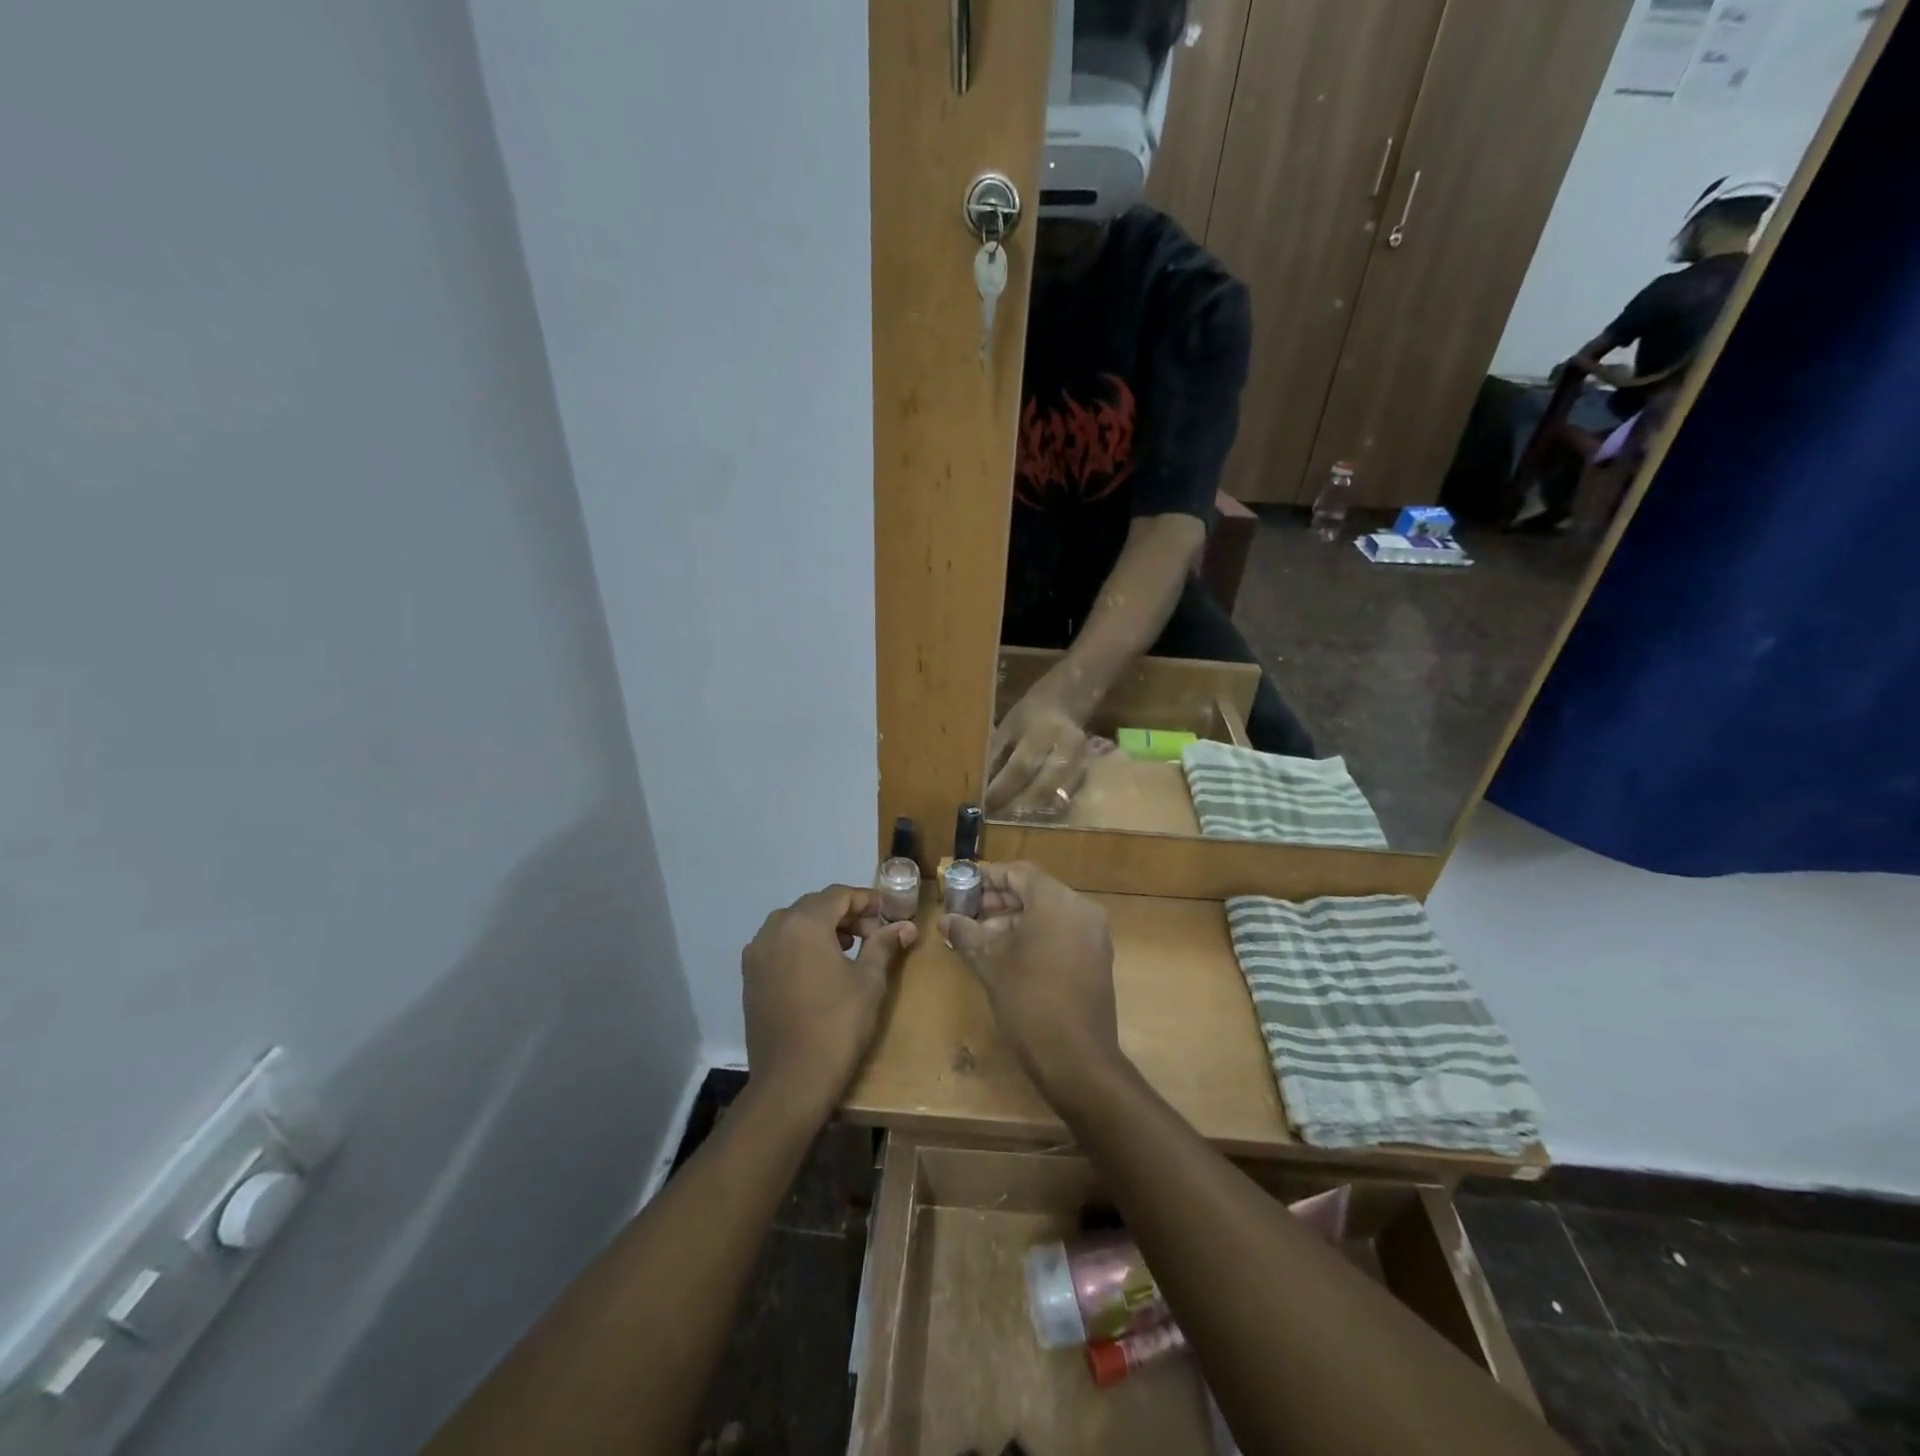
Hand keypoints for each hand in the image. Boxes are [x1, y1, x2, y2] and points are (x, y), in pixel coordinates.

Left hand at [742, 886, 916, 1121]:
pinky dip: (801, 945)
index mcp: (804, 923)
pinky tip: (820, 968)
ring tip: (849, 949)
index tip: (888, 914)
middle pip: (815, 906)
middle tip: (873, 933)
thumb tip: (906, 926)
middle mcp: (774, 928)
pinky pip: (779, 945)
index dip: (867, 900)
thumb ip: (884, 945)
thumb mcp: (869, 980)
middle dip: (845, 914)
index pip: (839, 895)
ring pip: (794, 924)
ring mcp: (757, 953)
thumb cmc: (837, 1024)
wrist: (791, 1080)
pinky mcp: (750, 976)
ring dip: (822, 927)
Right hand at [939, 862, 1124, 1116]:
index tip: (963, 886)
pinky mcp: (1097, 957)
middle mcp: (1081, 908)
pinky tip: (1009, 954)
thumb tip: (946, 919)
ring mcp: (1094, 934)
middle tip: (968, 912)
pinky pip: (1063, 932)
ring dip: (1016, 919)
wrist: (1076, 1057)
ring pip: (1049, 913)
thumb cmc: (1028, 1000)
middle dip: (1000, 900)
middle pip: (1035, 891)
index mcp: (1056, 900)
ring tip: (982, 937)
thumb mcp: (990, 963)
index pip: (1018, 873)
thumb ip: (967, 933)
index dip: (987, 877)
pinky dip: (1037, 934)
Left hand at [984, 685, 1090, 814]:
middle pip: (1043, 788)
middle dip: (1017, 807)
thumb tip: (981, 787)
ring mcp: (1083, 762)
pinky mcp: (1088, 773)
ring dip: (1033, 812)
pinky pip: (1068, 799)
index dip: (1003, 789)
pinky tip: (1032, 814)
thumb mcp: (1008, 727)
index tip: (985, 805)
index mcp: (1043, 731)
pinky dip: (1049, 809)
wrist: (1067, 702)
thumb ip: (996, 755)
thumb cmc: (1030, 715)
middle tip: (997, 819)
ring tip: (1011, 821)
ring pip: (1059, 798)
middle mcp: (1068, 747)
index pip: (1021, 767)